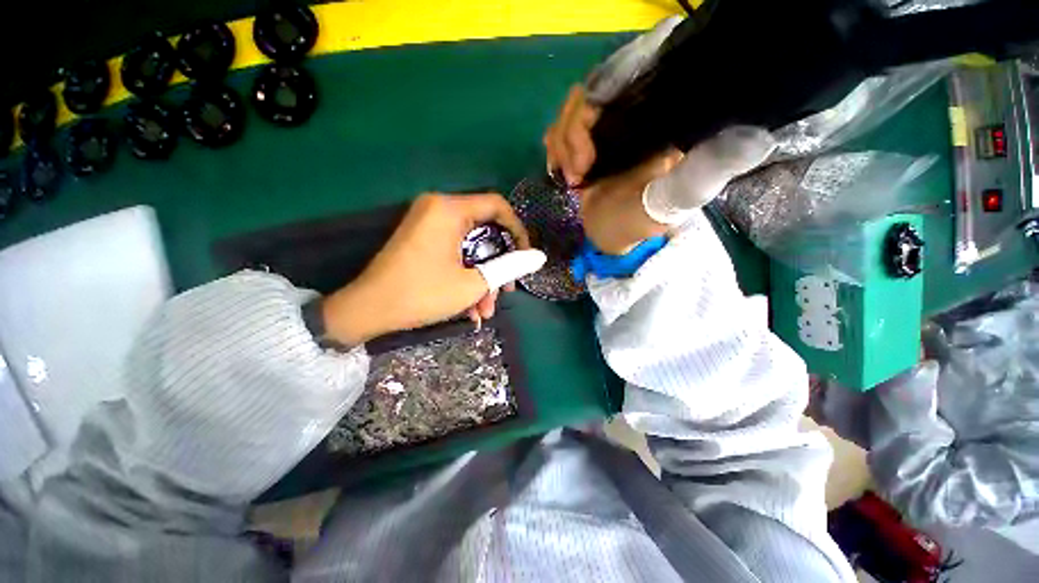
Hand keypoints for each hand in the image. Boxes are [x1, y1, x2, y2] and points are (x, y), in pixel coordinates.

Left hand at [322, 193, 545, 344]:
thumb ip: (509, 267)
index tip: (525, 256)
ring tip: (485, 311)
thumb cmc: (422, 294)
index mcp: (449, 210)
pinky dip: (465, 276)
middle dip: (498, 266)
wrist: (367, 310)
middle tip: (505, 291)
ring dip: (481, 279)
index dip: (517, 230)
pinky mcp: (422, 240)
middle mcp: (438, 209)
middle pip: (484, 231)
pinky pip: (454, 253)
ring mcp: (428, 225)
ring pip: (470, 248)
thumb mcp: (472, 283)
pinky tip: (470, 307)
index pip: (497, 206)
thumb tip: (539, 257)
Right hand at [544, 86, 775, 254]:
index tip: (589, 149)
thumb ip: (701, 174)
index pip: (624, 76)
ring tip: (574, 179)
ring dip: (563, 146)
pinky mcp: (584, 146)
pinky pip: (559, 130)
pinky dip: (555, 149)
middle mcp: (629, 115)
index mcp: (655, 121)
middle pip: (590, 92)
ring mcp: (604, 130)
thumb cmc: (641, 221)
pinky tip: (562, 171)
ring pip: (570, 111)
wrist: (612, 237)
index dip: (598, 101)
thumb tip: (753, 139)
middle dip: (574, 135)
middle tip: (579, 173)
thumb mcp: (672, 200)